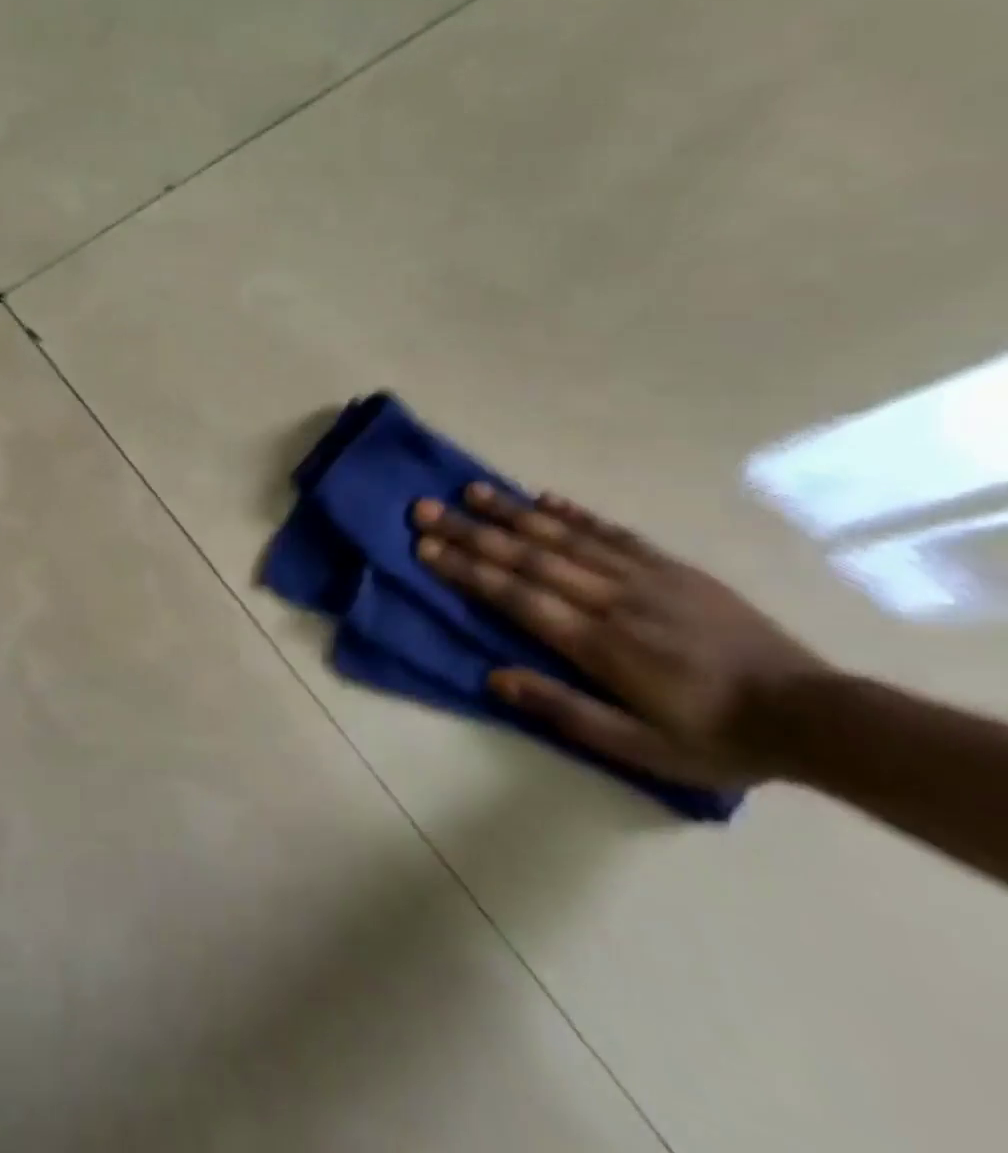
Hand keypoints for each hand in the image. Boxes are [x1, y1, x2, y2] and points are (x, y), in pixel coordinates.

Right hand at [411, 484, 828, 788]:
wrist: (812, 715)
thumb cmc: (715, 738)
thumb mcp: (640, 748)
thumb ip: (564, 710)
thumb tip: (494, 677)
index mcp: (600, 644)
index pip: (517, 597)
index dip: (467, 570)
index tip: (425, 547)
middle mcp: (613, 599)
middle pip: (529, 557)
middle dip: (471, 531)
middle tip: (426, 508)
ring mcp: (644, 577)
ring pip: (565, 536)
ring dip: (512, 512)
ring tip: (470, 490)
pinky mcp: (671, 567)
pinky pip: (613, 532)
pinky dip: (573, 513)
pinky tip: (542, 498)